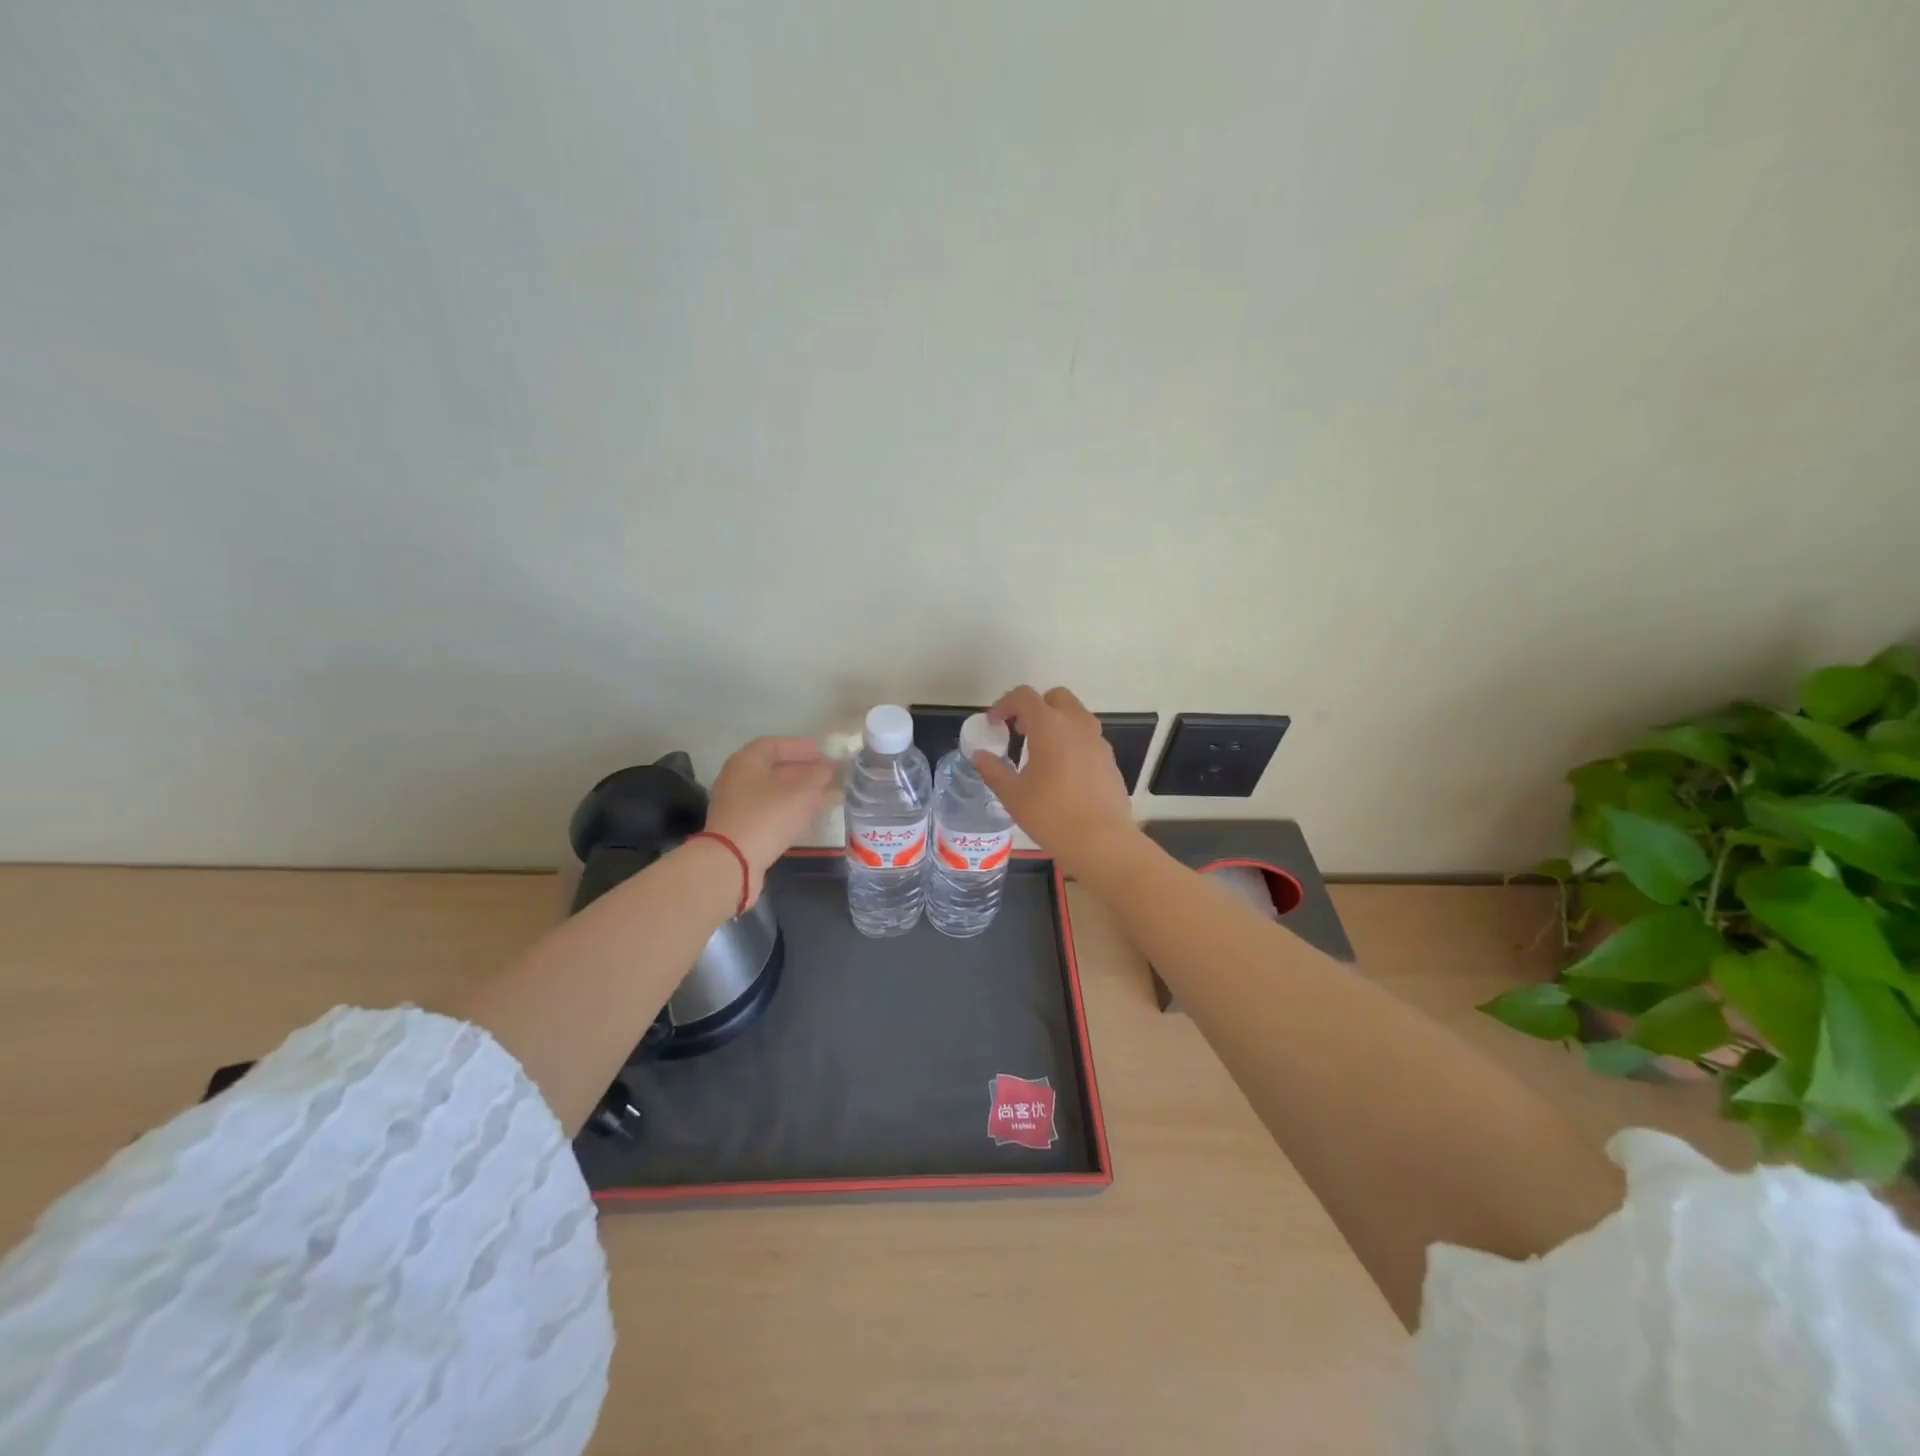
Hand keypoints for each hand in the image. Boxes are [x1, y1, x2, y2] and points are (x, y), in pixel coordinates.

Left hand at [704, 737, 837, 901]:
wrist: (731, 863)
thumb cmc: (767, 818)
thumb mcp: (801, 793)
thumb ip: (817, 776)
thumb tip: (827, 768)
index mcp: (746, 762)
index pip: (774, 745)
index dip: (800, 747)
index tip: (823, 753)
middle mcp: (736, 779)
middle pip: (772, 768)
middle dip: (802, 770)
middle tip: (827, 775)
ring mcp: (735, 805)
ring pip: (772, 792)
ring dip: (798, 792)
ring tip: (823, 796)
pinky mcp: (739, 828)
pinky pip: (768, 811)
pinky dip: (789, 810)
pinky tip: (808, 818)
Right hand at [974, 686, 1139, 872]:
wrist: (1102, 841)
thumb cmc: (1051, 815)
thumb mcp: (1013, 795)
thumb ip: (993, 770)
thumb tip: (980, 756)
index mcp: (1050, 726)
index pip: (1024, 696)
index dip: (1004, 704)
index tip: (994, 723)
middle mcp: (1077, 724)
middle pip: (1056, 697)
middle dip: (1035, 707)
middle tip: (1020, 731)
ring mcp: (1098, 741)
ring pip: (1075, 715)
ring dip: (1056, 723)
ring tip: (1039, 752)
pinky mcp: (1110, 759)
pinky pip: (1088, 737)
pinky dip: (1072, 741)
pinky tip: (1062, 772)